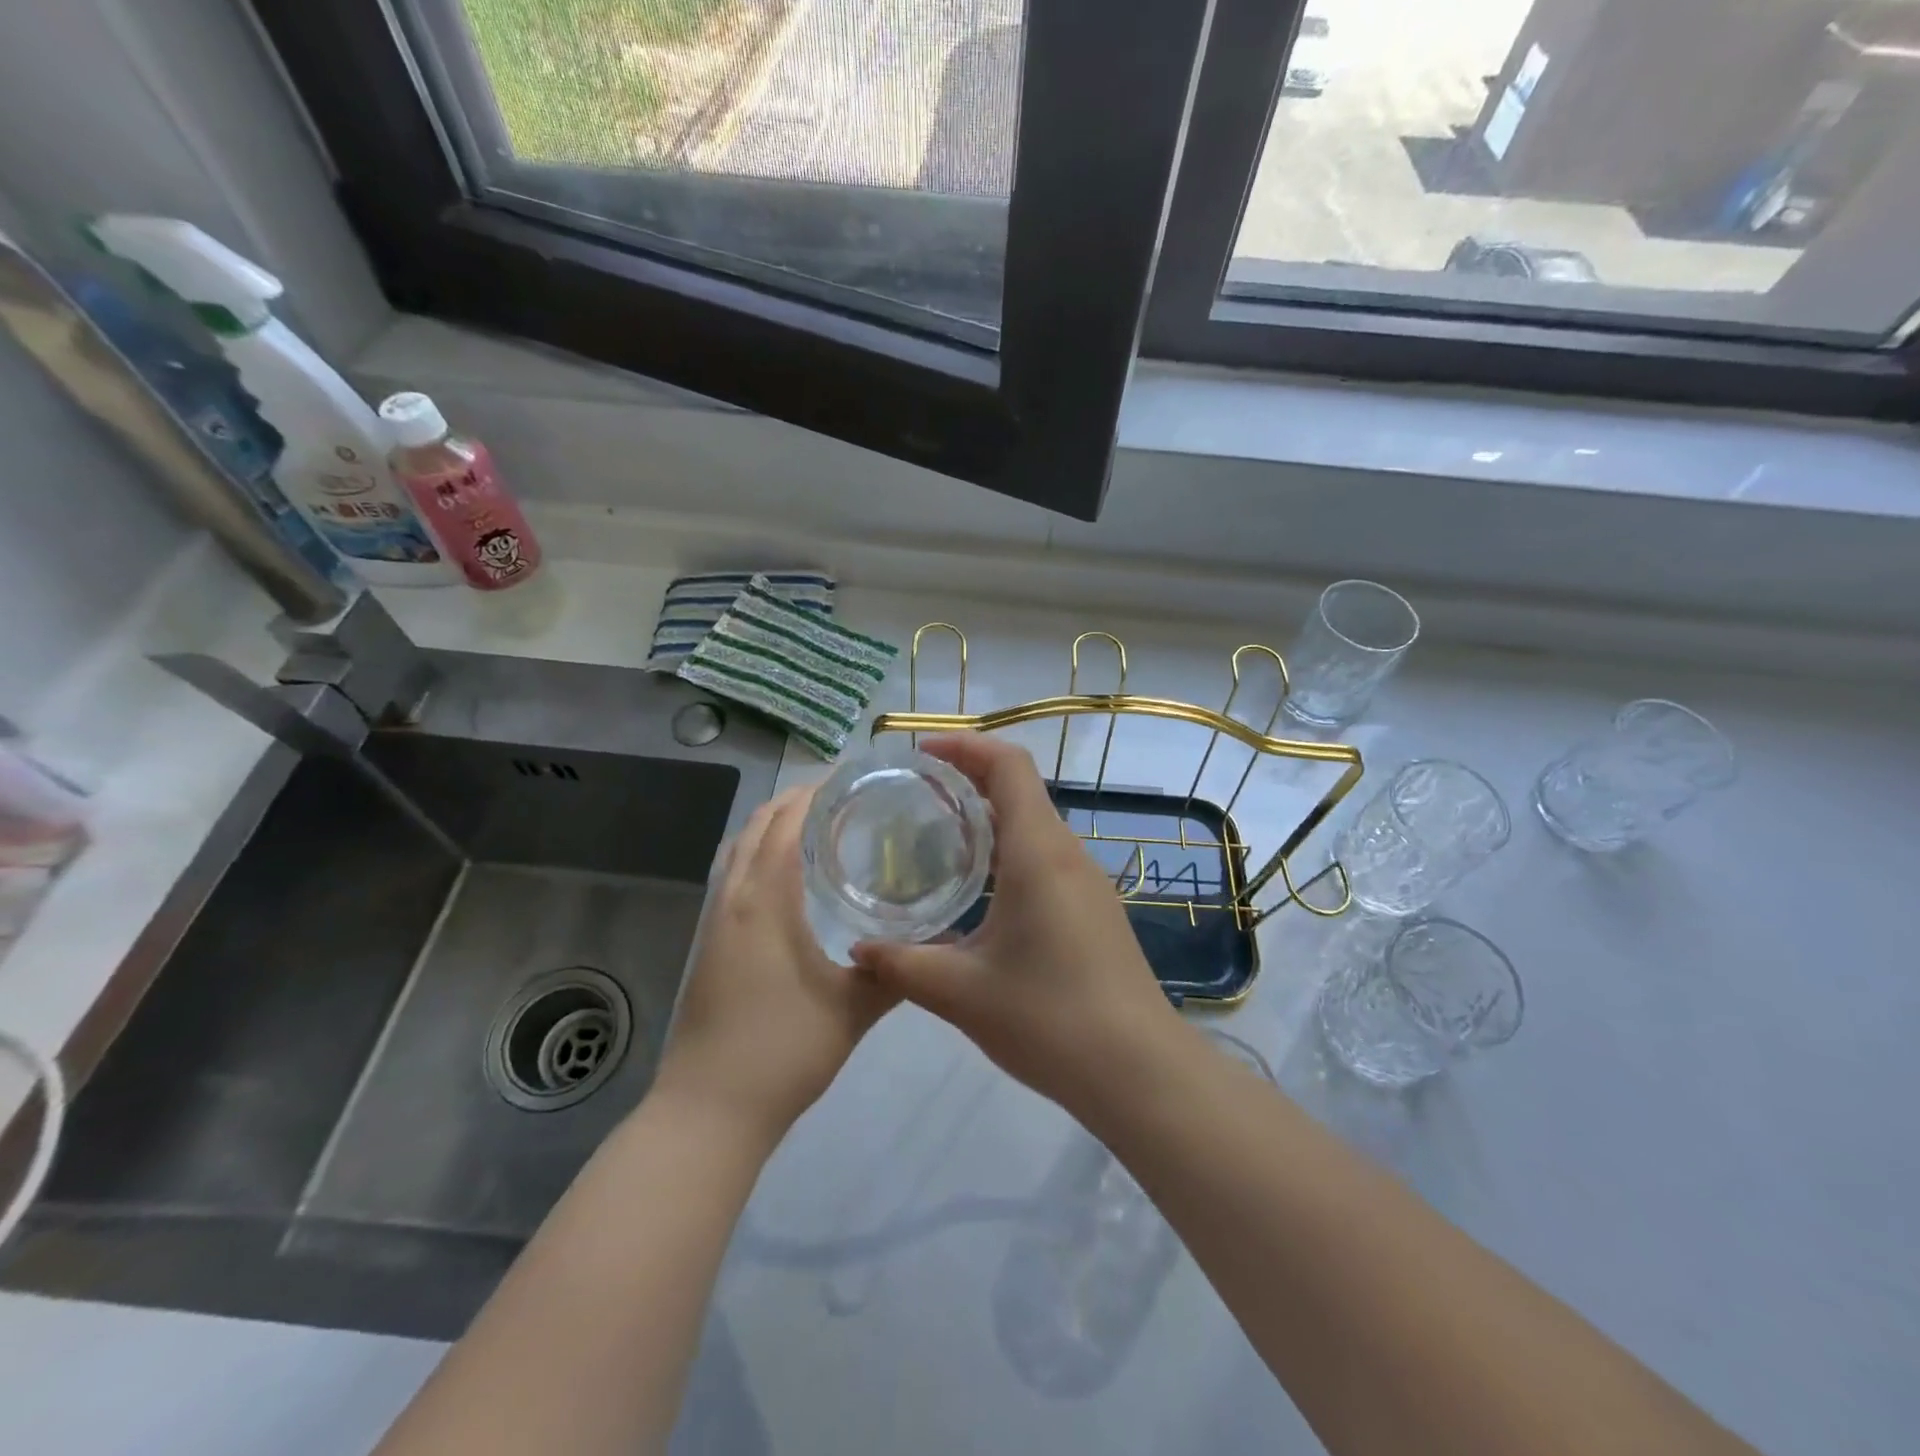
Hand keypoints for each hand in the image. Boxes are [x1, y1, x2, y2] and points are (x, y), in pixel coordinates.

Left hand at [654, 786, 896, 1141]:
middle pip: (756, 828)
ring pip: (738, 852)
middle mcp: (734, 901)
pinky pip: (731, 877)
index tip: (848, 780)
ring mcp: (715, 923)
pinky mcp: (709, 946)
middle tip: (839, 797)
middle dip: (792, 802)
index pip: (785, 826)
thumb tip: (930, 946)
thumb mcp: (852, 1010)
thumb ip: (893, 972)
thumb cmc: (783, 1052)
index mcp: (765, 903)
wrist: (708, 1110)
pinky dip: (755, 856)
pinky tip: (783, 878)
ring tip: (812, 824)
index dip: (812, 795)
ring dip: (769, 827)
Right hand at [850, 734, 1179, 1114]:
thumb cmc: (1049, 1019)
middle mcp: (1066, 854)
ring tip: (936, 837)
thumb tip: (858, 950)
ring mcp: (1086, 882)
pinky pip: (1045, 858)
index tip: (921, 755)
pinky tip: (977, 891)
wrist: (1139, 1072)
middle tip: (914, 795)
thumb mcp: (961, 993)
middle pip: (1020, 789)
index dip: (965, 746)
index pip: (1009, 765)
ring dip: (988, 818)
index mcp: (1037, 852)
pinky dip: (1007, 851)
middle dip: (968, 779)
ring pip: (1034, 825)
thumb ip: (902, 965)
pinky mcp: (1094, 910)